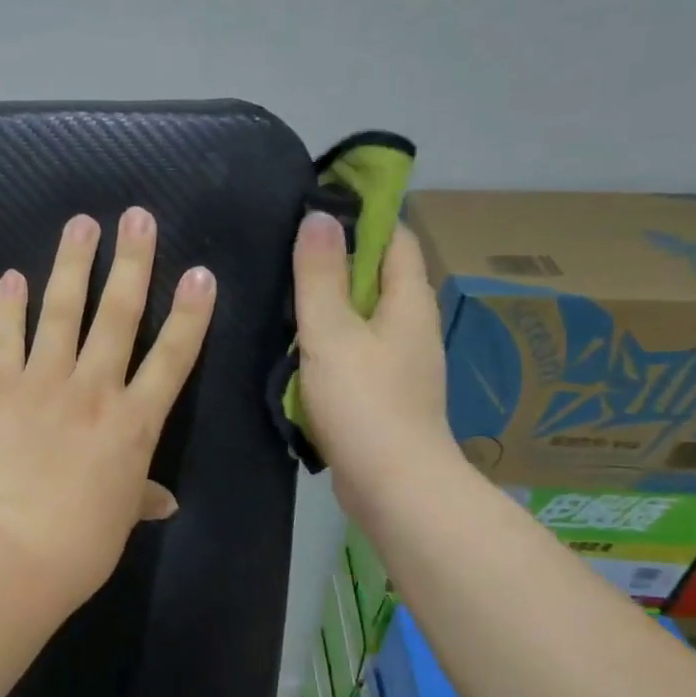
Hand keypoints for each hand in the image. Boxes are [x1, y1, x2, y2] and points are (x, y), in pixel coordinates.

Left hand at [0, 208, 216, 611]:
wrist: (13, 554)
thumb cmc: (80, 545)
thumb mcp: (121, 519)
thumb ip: (141, 497)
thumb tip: (164, 501)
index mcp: (135, 423)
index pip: (173, 357)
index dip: (189, 313)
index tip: (200, 273)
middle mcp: (96, 390)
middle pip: (119, 316)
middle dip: (132, 263)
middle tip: (138, 217)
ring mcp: (45, 384)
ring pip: (63, 313)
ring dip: (73, 265)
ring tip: (81, 223)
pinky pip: (4, 339)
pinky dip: (7, 307)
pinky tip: (11, 276)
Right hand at [292, 211, 465, 519]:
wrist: (394, 488)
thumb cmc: (364, 402)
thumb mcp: (331, 331)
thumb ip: (320, 275)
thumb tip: (319, 216)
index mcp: (408, 302)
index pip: (395, 238)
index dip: (363, 217)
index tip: (316, 209)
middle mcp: (413, 327)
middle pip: (379, 277)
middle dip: (338, 262)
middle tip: (286, 252)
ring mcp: (402, 365)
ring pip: (364, 319)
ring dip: (330, 307)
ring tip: (283, 297)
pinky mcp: (386, 397)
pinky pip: (356, 354)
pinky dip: (330, 345)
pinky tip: (297, 350)